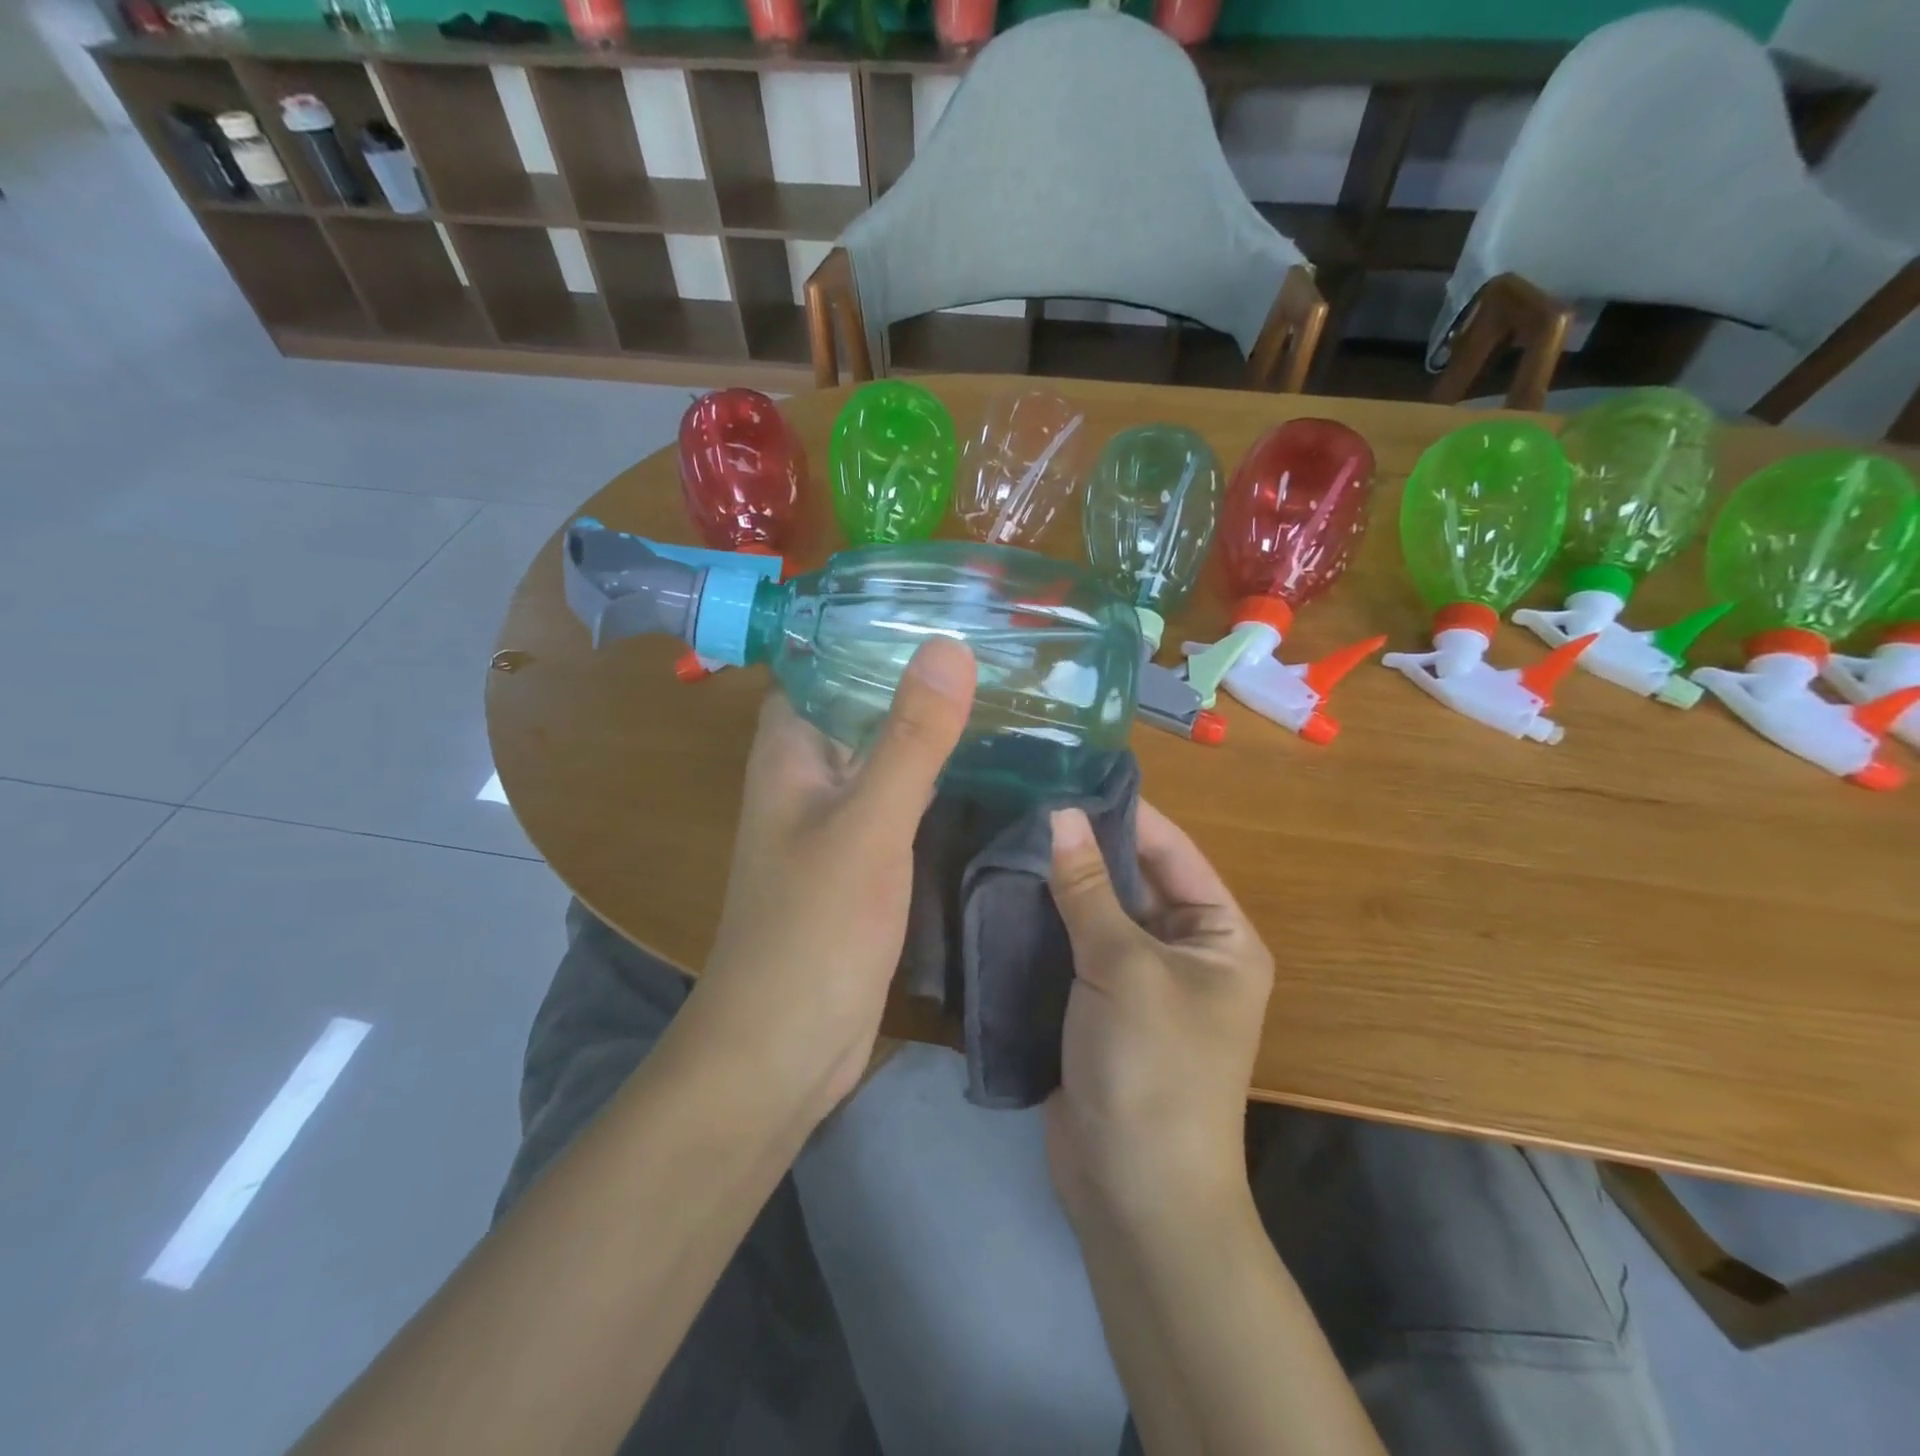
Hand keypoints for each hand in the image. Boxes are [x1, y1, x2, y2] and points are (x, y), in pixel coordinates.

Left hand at [687, 638, 975, 1124]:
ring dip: (932, 723)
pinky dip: (937, 775)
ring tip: (1005, 688)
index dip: (872, 624)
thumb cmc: (811, 930)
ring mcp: (836, 817)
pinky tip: (991, 764)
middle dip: (917, 671)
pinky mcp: (863, 858)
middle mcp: (808, 773)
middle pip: (861, 700)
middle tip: (995, 641)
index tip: (943, 599)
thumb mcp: (867, 825)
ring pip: (886, 750)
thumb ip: (909, 739)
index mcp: (790, 748)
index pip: (823, 658)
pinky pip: (902, 797)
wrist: (783, 1047)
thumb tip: (949, 645)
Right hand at [1043, 802, 1274, 1232]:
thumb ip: (1089, 890)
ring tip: (1004, 833)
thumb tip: (1060, 814)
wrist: (1134, 1195)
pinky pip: (1072, 948)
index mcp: (1219, 935)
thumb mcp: (1123, 968)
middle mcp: (1184, 951)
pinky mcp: (1097, 1006)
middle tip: (1024, 800)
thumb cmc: (1152, 1069)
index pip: (1172, 852)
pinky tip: (1001, 889)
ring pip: (1096, 913)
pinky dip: (1044, 922)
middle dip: (1083, 847)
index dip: (1125, 814)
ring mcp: (1138, 981)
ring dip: (1058, 883)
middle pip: (1131, 880)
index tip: (1070, 775)